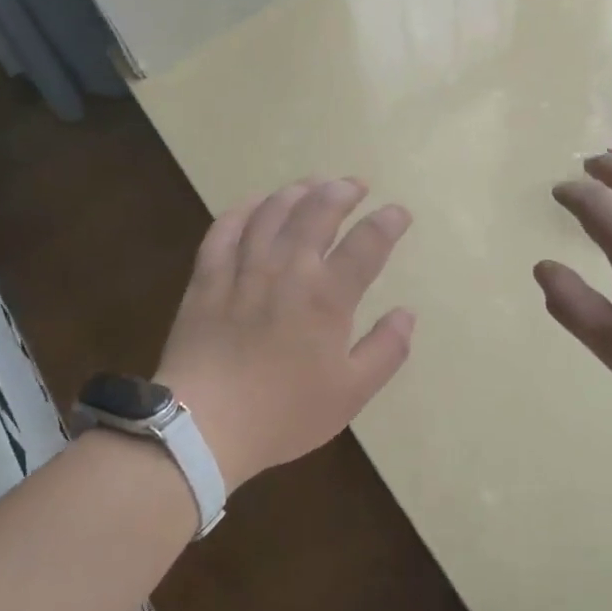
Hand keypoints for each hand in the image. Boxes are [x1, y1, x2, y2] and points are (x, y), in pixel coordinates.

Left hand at [157, 177, 415, 491]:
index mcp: (327, 297)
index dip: (388, 222)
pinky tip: (254, 204)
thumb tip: (408, 313)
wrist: (203, 425)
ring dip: (297, 191)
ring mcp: (243, 269)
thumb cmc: (283, 413)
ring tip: (312, 185)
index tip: (399, 213)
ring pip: (272, 212)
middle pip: (317, 211)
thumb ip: (386, 350)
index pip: (367, 243)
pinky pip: (224, 228)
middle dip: (341, 191)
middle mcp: (287, 270)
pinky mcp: (207, 278)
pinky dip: (244, 209)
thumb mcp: (351, 393)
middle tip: (355, 185)